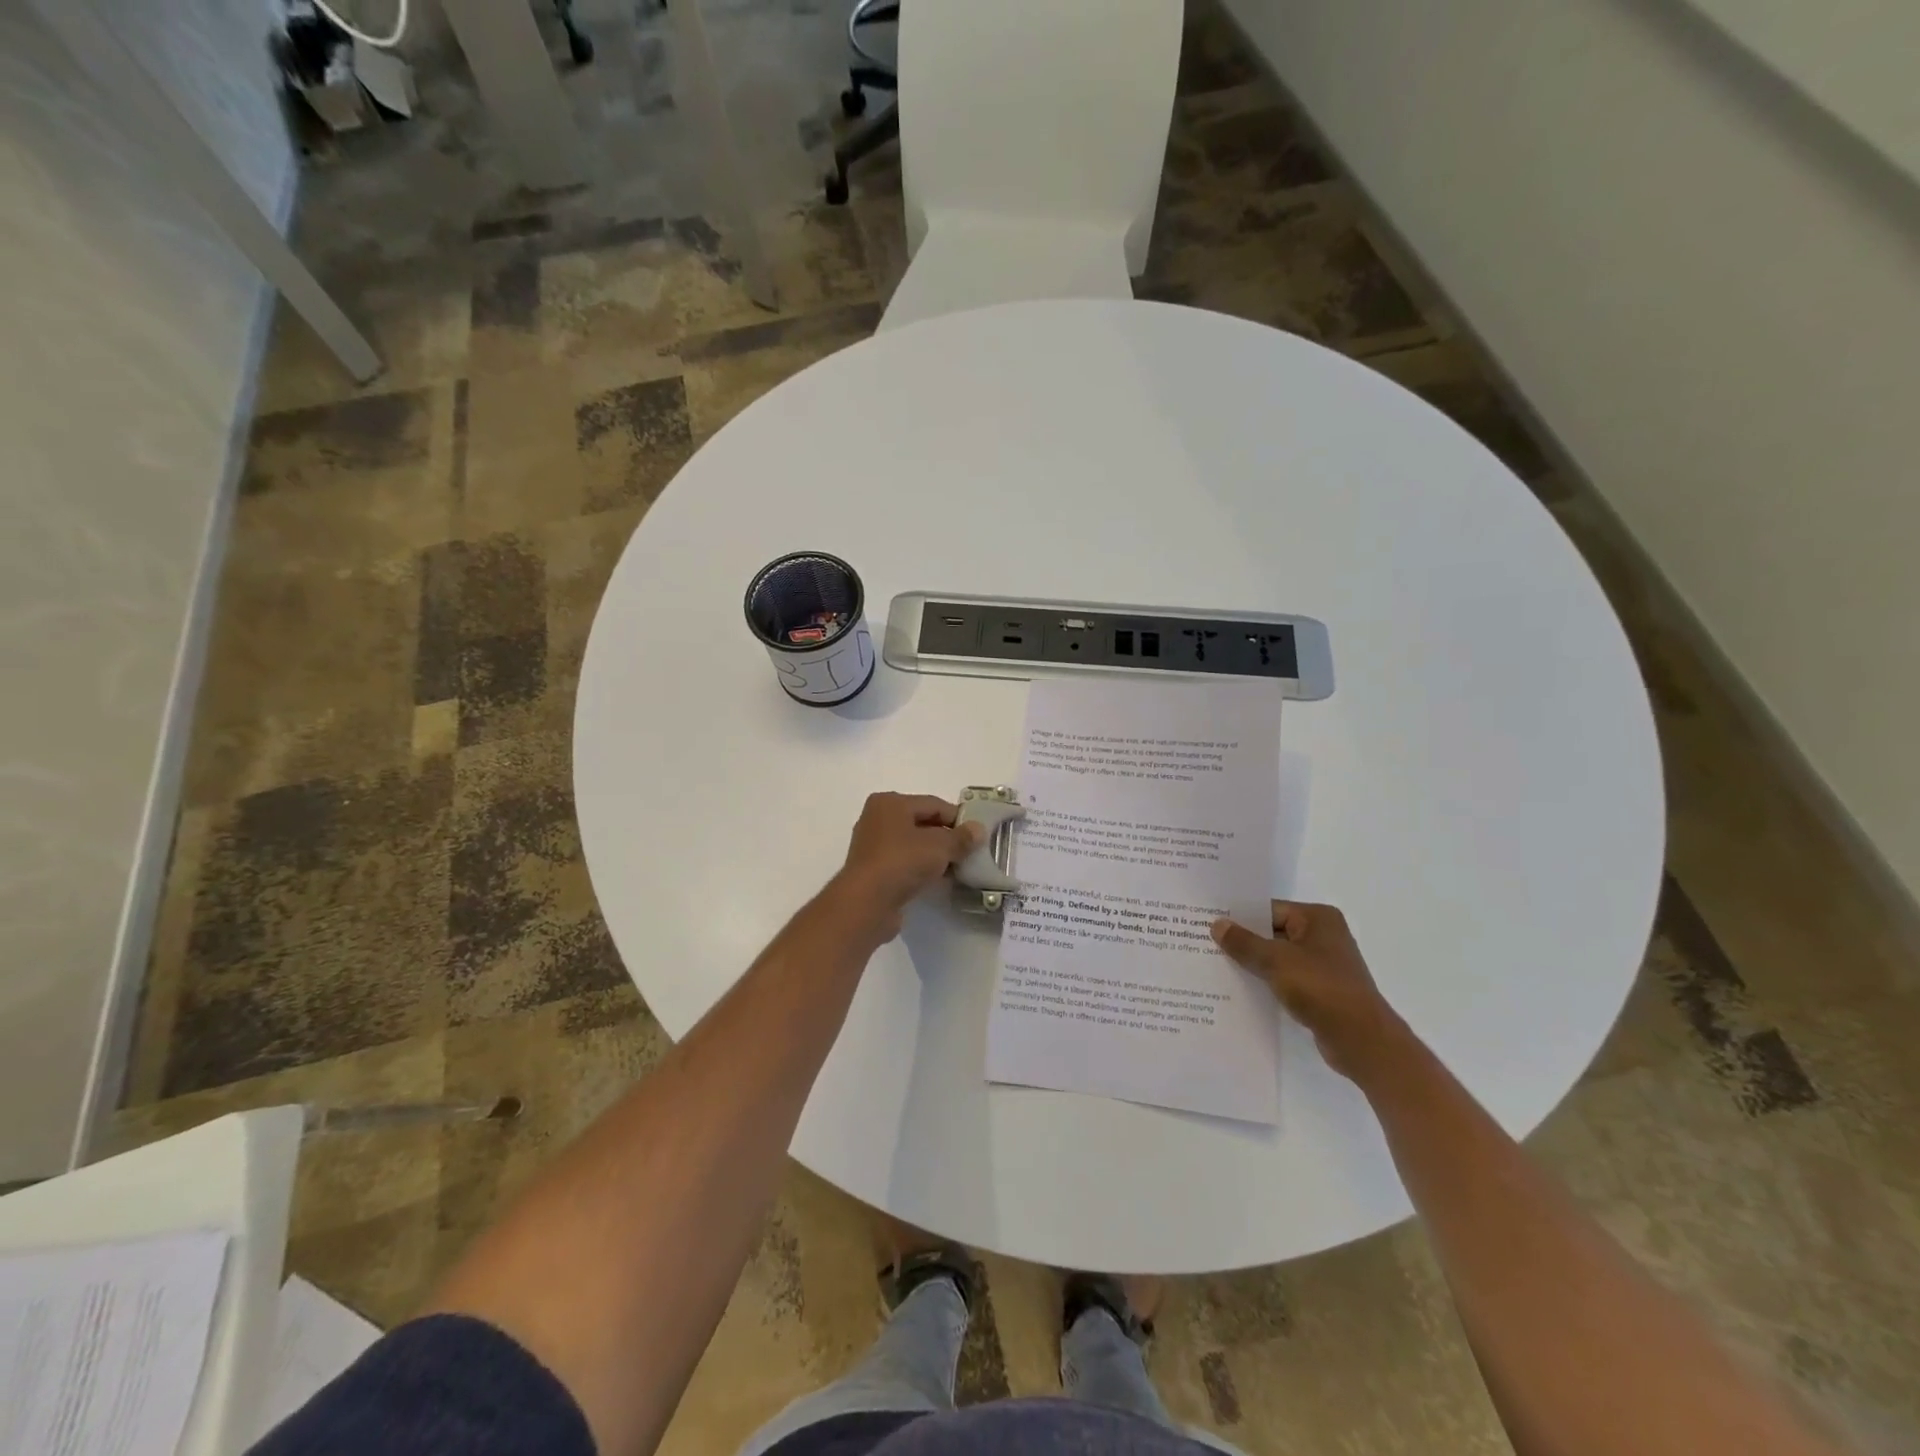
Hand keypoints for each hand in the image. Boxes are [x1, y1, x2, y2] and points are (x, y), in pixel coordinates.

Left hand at [830, 793, 983, 941]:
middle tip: (970, 853)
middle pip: (922, 823)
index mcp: (890, 803)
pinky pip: (904, 863)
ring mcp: (873, 846)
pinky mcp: (873, 871)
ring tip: (958, 869)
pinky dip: (921, 869)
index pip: (933, 804)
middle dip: (947, 838)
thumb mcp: (940, 846)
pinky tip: (938, 881)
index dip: (958, 818)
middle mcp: (878, 819)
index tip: (977, 835)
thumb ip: (961, 837)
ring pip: (913, 845)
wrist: (866, 903)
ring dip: (935, 856)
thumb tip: (978, 829)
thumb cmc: (902, 862)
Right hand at [1210, 902, 1411, 1082]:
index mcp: (1317, 918)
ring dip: (1254, 964)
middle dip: (1243, 941)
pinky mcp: (1321, 990)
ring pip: (1278, 957)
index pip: (1269, 909)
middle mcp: (1323, 936)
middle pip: (1272, 932)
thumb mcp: (1275, 960)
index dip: (1239, 917)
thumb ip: (1244, 942)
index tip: (1208, 922)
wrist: (1361, 1040)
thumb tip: (1217, 924)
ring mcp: (1324, 964)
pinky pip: (1286, 978)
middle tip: (1205, 943)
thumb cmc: (1321, 988)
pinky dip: (1267, 982)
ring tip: (1216, 966)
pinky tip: (1240, 989)